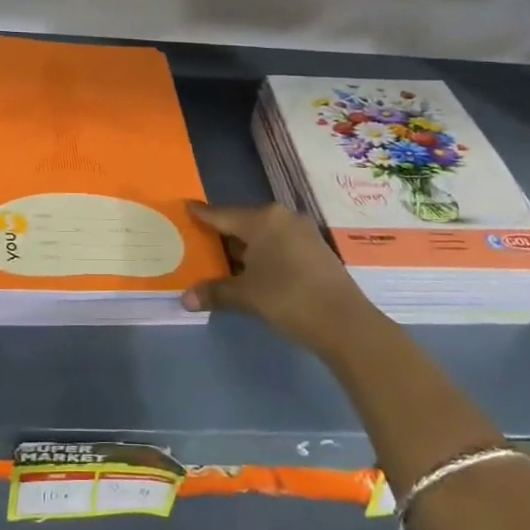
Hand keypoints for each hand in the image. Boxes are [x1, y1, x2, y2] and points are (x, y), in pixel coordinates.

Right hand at [183, 201, 371, 358]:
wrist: (345, 322)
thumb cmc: (288, 298)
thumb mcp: (246, 295)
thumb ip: (215, 292)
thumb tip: (184, 299)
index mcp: (262, 219)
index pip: (222, 214)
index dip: (202, 214)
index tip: (186, 208)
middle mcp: (282, 218)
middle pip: (242, 222)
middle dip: (222, 234)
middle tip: (199, 242)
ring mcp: (302, 232)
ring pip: (262, 235)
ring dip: (244, 248)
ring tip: (222, 260)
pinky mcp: (315, 249)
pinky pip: (279, 244)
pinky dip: (263, 255)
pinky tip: (254, 271)